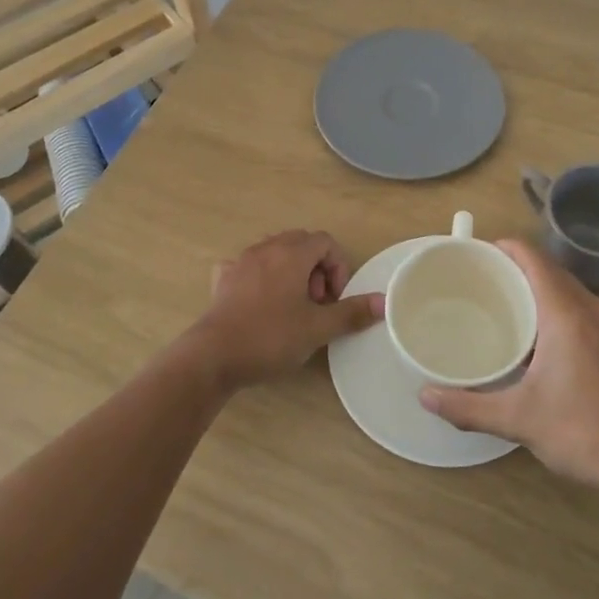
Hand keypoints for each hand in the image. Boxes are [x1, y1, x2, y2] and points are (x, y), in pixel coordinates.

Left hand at [188, 230, 383, 391]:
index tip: (334, 298)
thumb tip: (384, 301)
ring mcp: (241, 262)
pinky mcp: (223, 280)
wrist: (213, 356)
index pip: (325, 241)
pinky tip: (261, 301)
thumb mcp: (317, 328)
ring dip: (291, 272)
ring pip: (275, 252)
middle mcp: (266, 248)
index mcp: (291, 254)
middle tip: (317, 303)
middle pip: (301, 243)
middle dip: (316, 268)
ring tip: (293, 306)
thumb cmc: (271, 337)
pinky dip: (261, 276)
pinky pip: (248, 266)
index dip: (338, 266)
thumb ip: (351, 312)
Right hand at [420, 240, 598, 491]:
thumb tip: (424, 395)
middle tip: (477, 283)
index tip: (473, 254)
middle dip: (514, 268)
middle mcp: (591, 309)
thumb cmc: (583, 431)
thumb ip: (468, 406)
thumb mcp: (519, 420)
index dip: (504, 247)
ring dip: (536, 289)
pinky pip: (579, 309)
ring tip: (500, 307)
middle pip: (549, 270)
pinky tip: (535, 340)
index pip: (533, 258)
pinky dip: (554, 309)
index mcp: (566, 314)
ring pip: (566, 290)